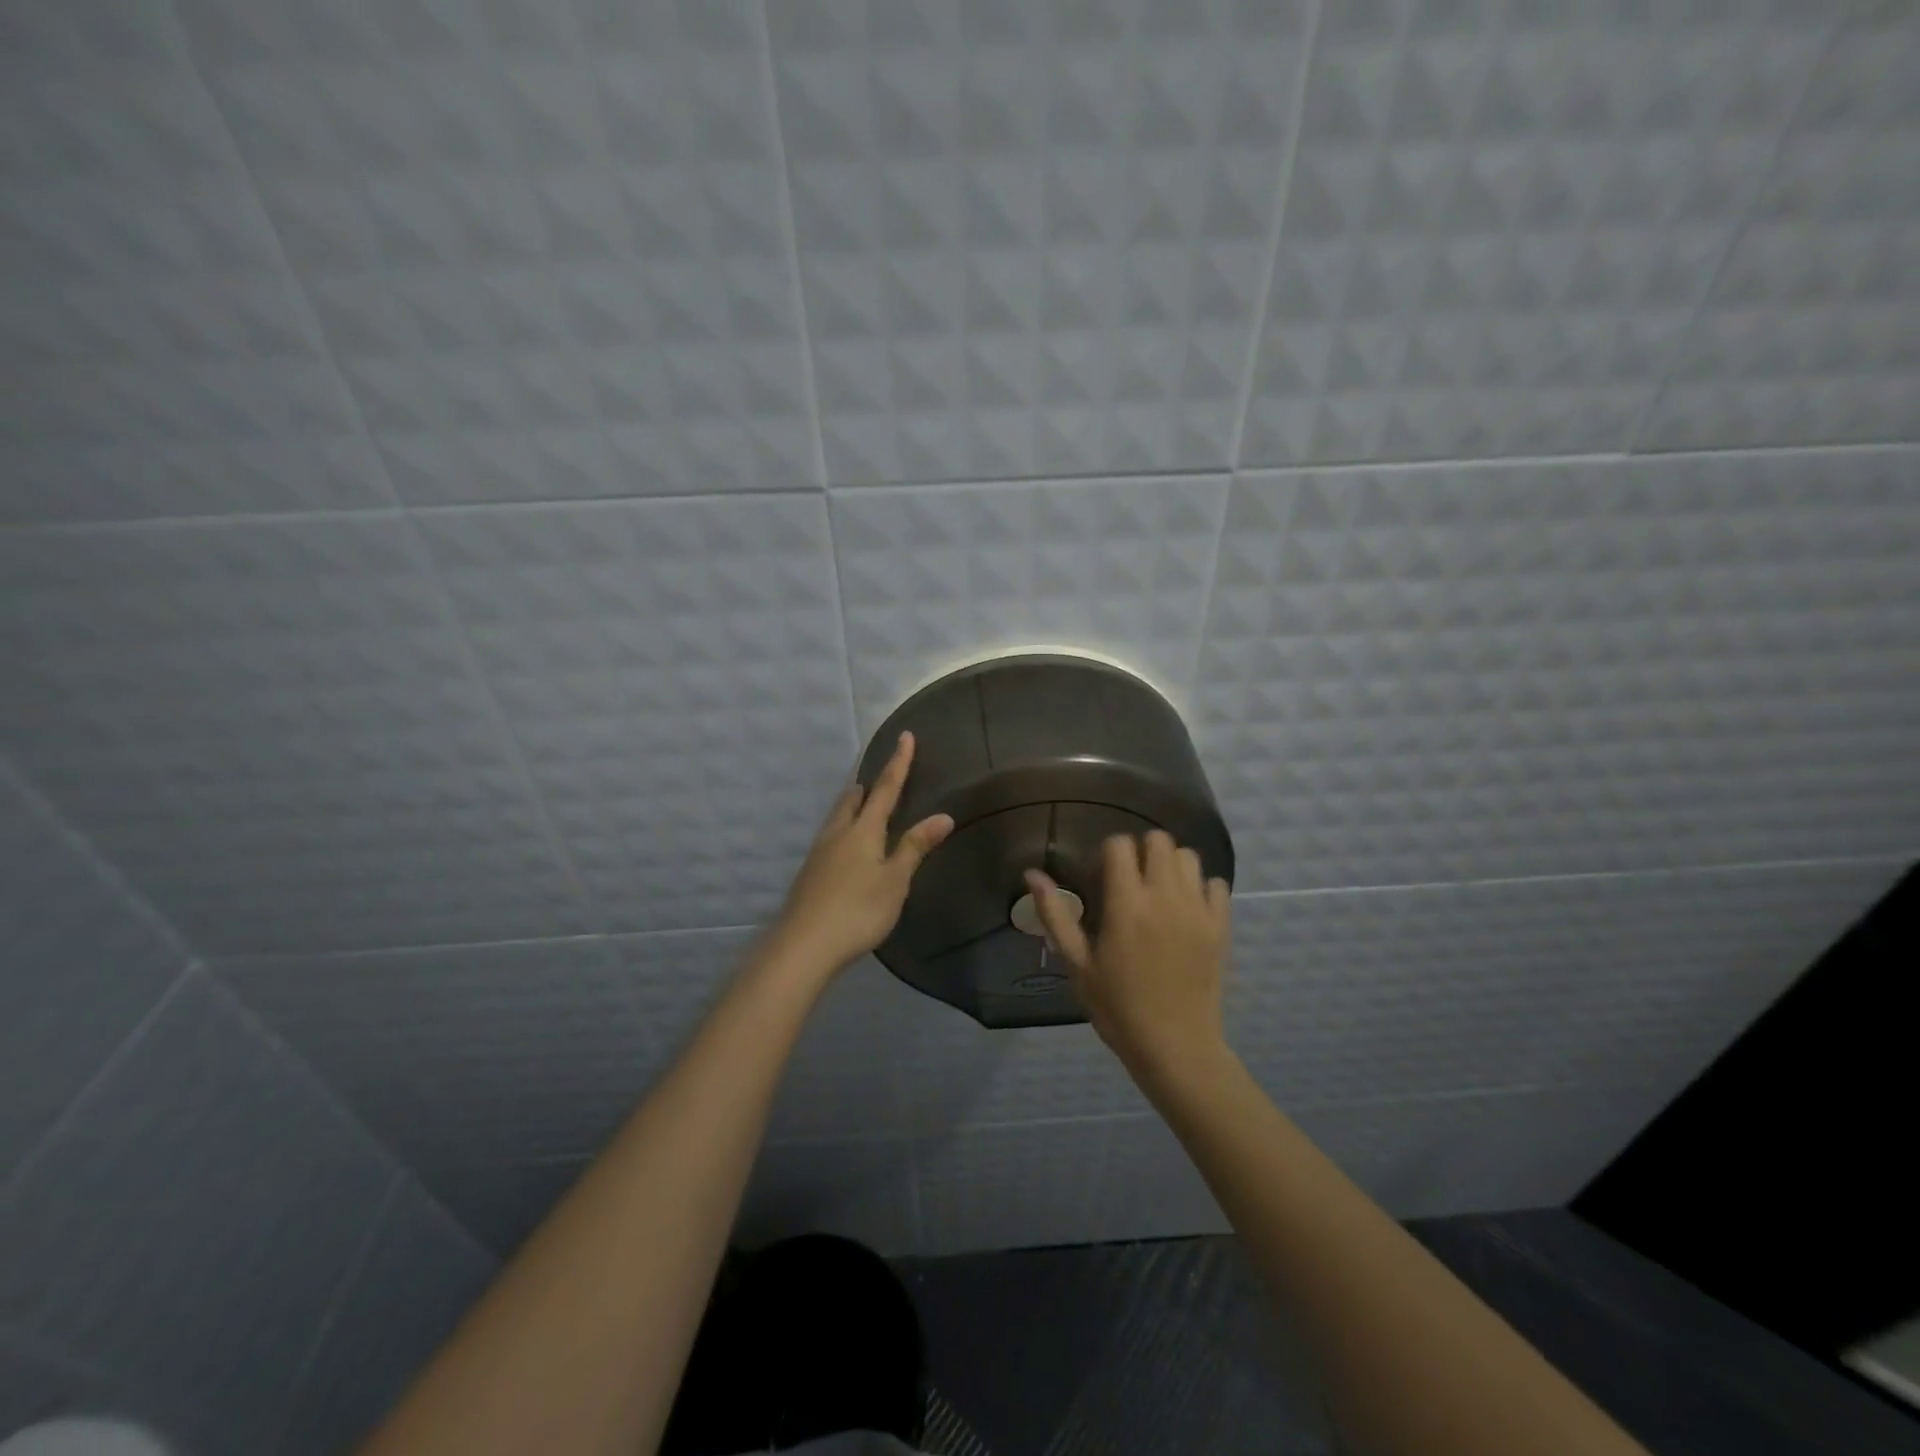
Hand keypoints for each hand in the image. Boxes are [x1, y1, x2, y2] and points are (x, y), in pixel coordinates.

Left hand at [771, 732, 954, 978]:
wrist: (803, 945)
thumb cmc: (858, 910)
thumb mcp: (895, 880)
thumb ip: (916, 847)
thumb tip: (943, 815)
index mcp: (863, 830)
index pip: (885, 788)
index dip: (898, 763)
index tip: (905, 736)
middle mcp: (838, 833)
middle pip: (853, 800)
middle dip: (867, 786)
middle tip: (879, 778)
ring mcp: (819, 853)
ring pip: (837, 818)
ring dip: (852, 806)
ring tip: (862, 805)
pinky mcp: (810, 873)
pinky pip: (830, 838)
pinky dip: (843, 829)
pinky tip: (846, 848)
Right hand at [1026, 831, 1231, 1084]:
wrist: (1175, 1048)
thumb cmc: (1118, 1008)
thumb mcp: (1078, 964)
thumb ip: (1055, 915)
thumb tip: (1032, 874)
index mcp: (1126, 905)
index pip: (1120, 845)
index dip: (1106, 853)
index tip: (1100, 879)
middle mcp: (1164, 897)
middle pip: (1158, 840)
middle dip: (1140, 851)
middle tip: (1129, 881)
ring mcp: (1197, 910)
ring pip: (1188, 857)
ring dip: (1170, 865)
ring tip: (1158, 893)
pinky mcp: (1220, 926)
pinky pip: (1216, 884)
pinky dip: (1200, 887)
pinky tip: (1186, 909)